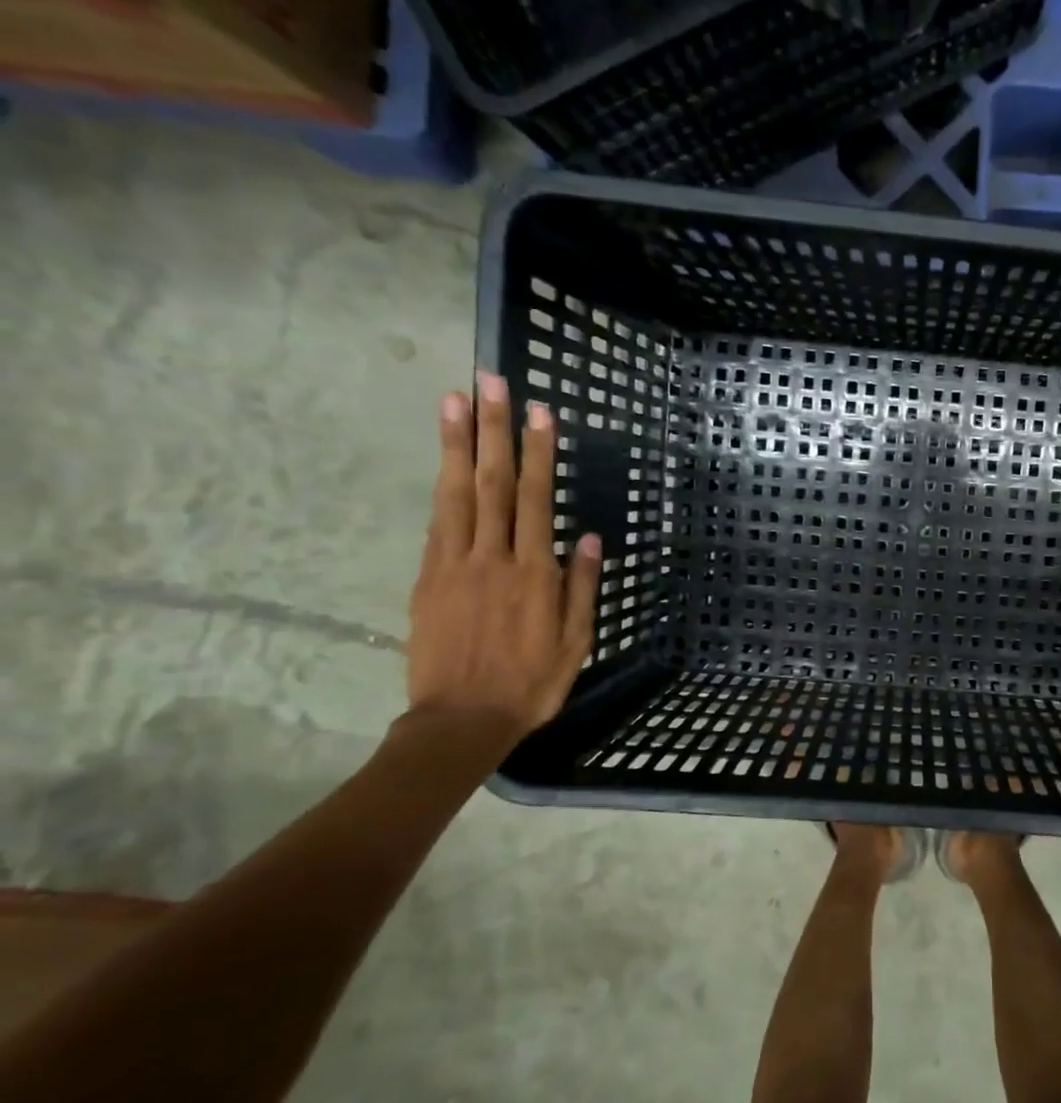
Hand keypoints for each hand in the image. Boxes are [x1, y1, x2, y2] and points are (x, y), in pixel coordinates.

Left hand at [407, 372, 601, 741]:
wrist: (461, 719)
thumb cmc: (531, 683)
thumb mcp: (576, 641)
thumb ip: (582, 586)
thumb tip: (590, 537)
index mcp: (534, 574)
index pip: (536, 499)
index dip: (539, 453)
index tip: (540, 412)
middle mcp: (493, 558)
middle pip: (493, 483)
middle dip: (495, 430)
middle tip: (490, 383)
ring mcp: (454, 565)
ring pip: (457, 493)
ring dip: (457, 444)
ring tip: (454, 400)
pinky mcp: (428, 578)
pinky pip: (437, 522)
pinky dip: (441, 486)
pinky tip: (445, 460)